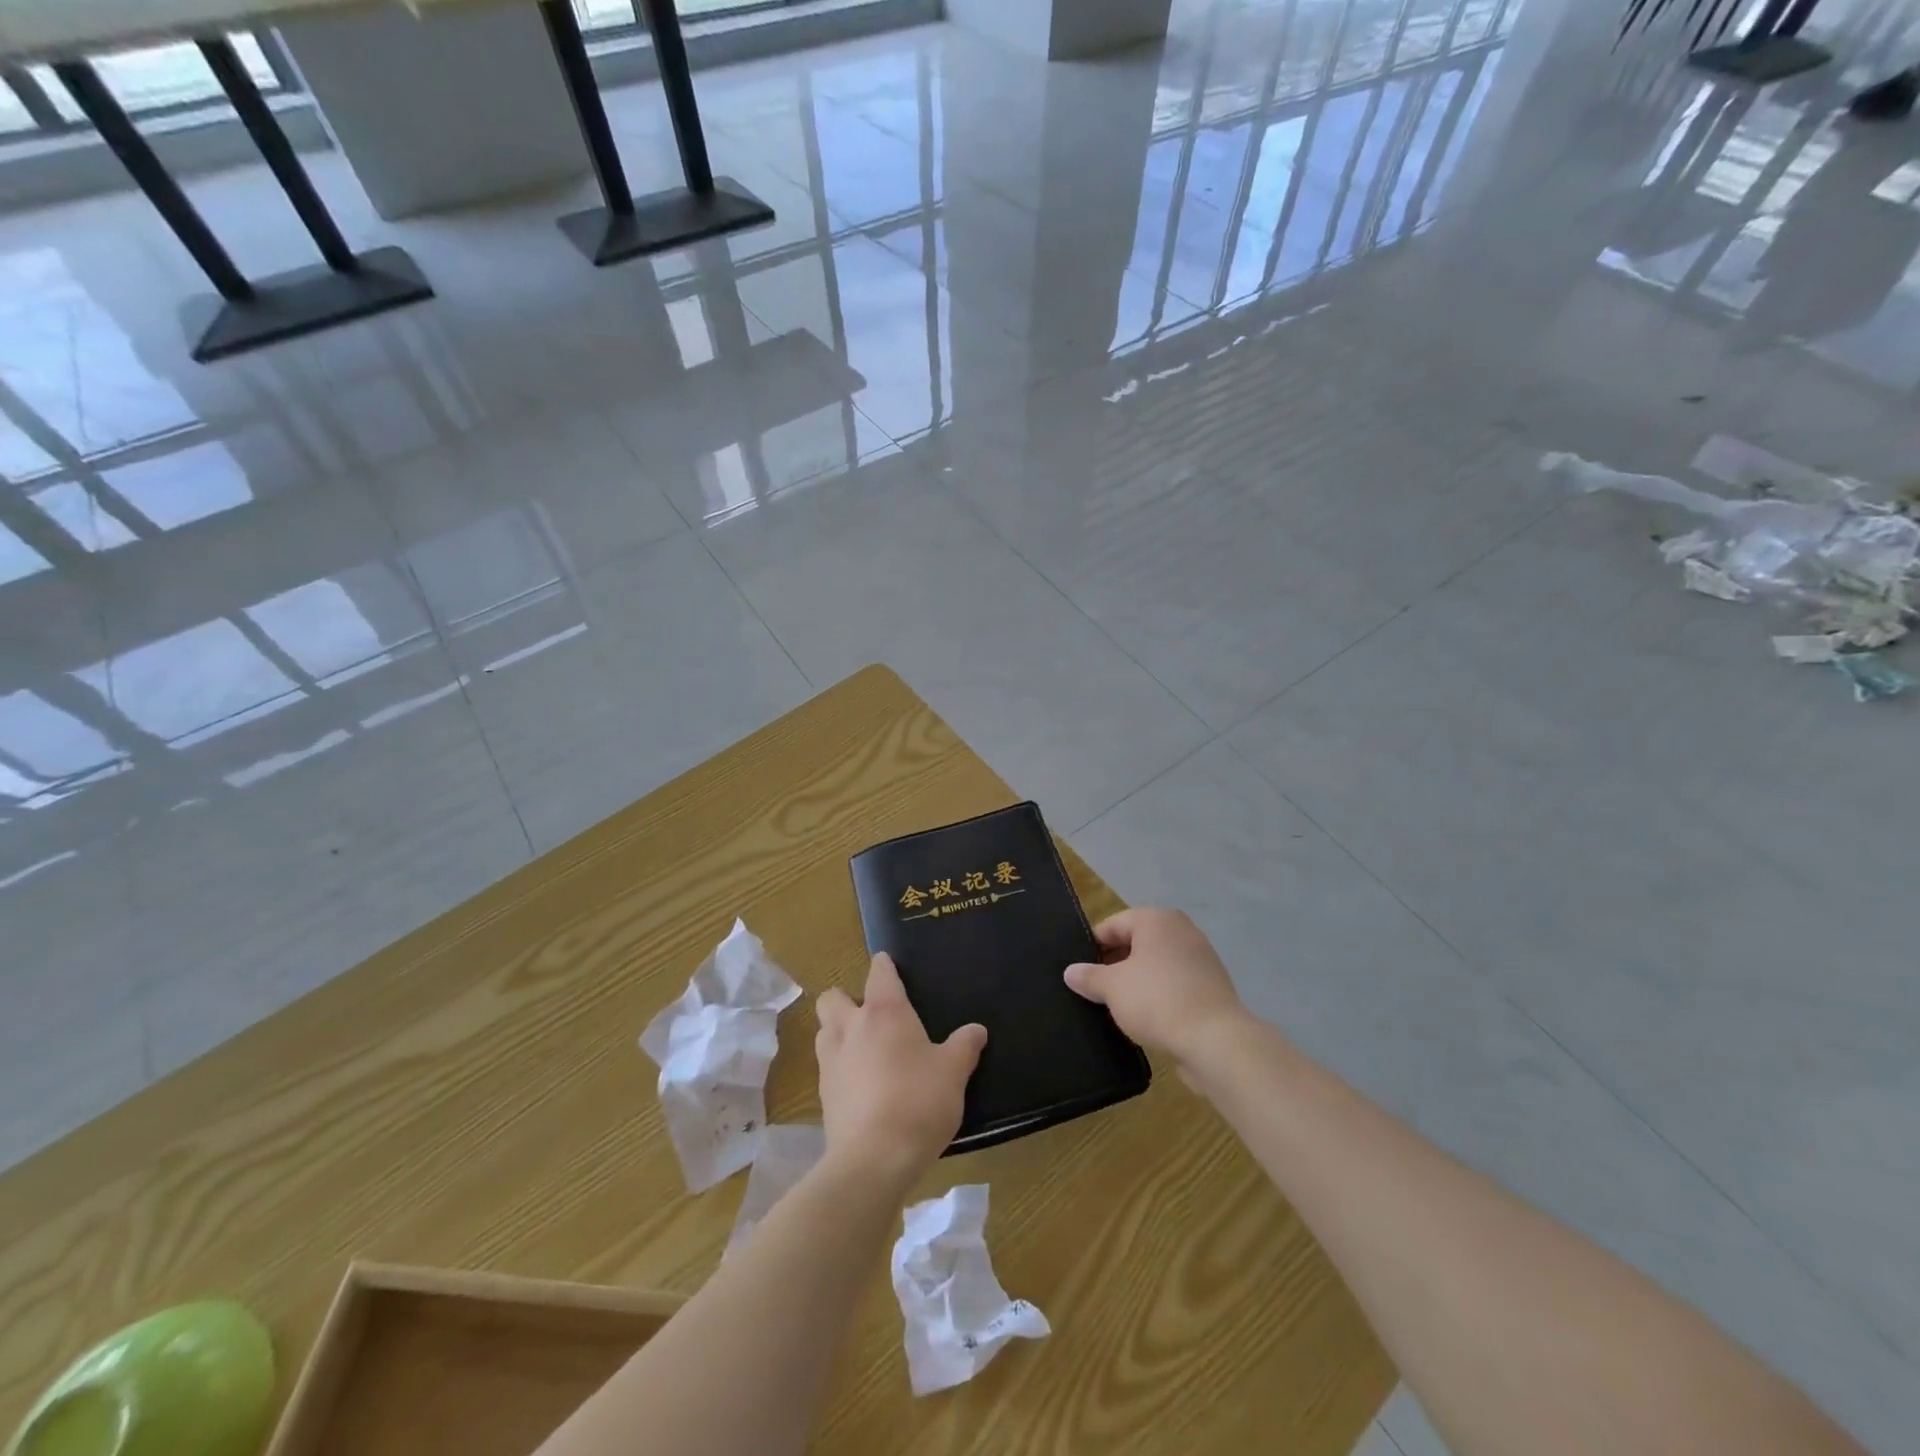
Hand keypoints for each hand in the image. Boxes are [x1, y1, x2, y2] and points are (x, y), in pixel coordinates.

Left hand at [815, 954, 985, 1185]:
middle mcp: (851, 1027)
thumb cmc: (918, 1102)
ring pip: (824, 1030)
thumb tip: (977, 1030)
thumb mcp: (953, 1073)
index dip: (884, 966)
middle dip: (847, 998)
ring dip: (839, 1032)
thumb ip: (964, 1047)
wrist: (873, 1160)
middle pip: (833, 997)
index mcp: (884, 1012)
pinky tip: (860, 1085)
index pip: (879, 973)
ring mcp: (831, 1061)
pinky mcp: (822, 1094)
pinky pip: (827, 1066)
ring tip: (863, 1049)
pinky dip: (840, 1067)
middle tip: (872, 1015)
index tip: (890, 965)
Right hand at [1064, 908, 1251, 1071]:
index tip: (1079, 970)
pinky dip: (1158, 995)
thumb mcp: (1112, 988)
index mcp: (1157, 920)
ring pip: (1156, 964)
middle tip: (1094, 989)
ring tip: (1116, 1005)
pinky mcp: (1211, 987)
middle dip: (1114, 964)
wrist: (1216, 1041)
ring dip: (1136, 981)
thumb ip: (1089, 976)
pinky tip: (1145, 1017)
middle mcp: (1181, 931)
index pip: (1114, 924)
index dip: (1092, 945)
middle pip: (1136, 942)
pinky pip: (1174, 984)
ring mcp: (1201, 958)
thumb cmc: (1157, 1000)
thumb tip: (1070, 971)